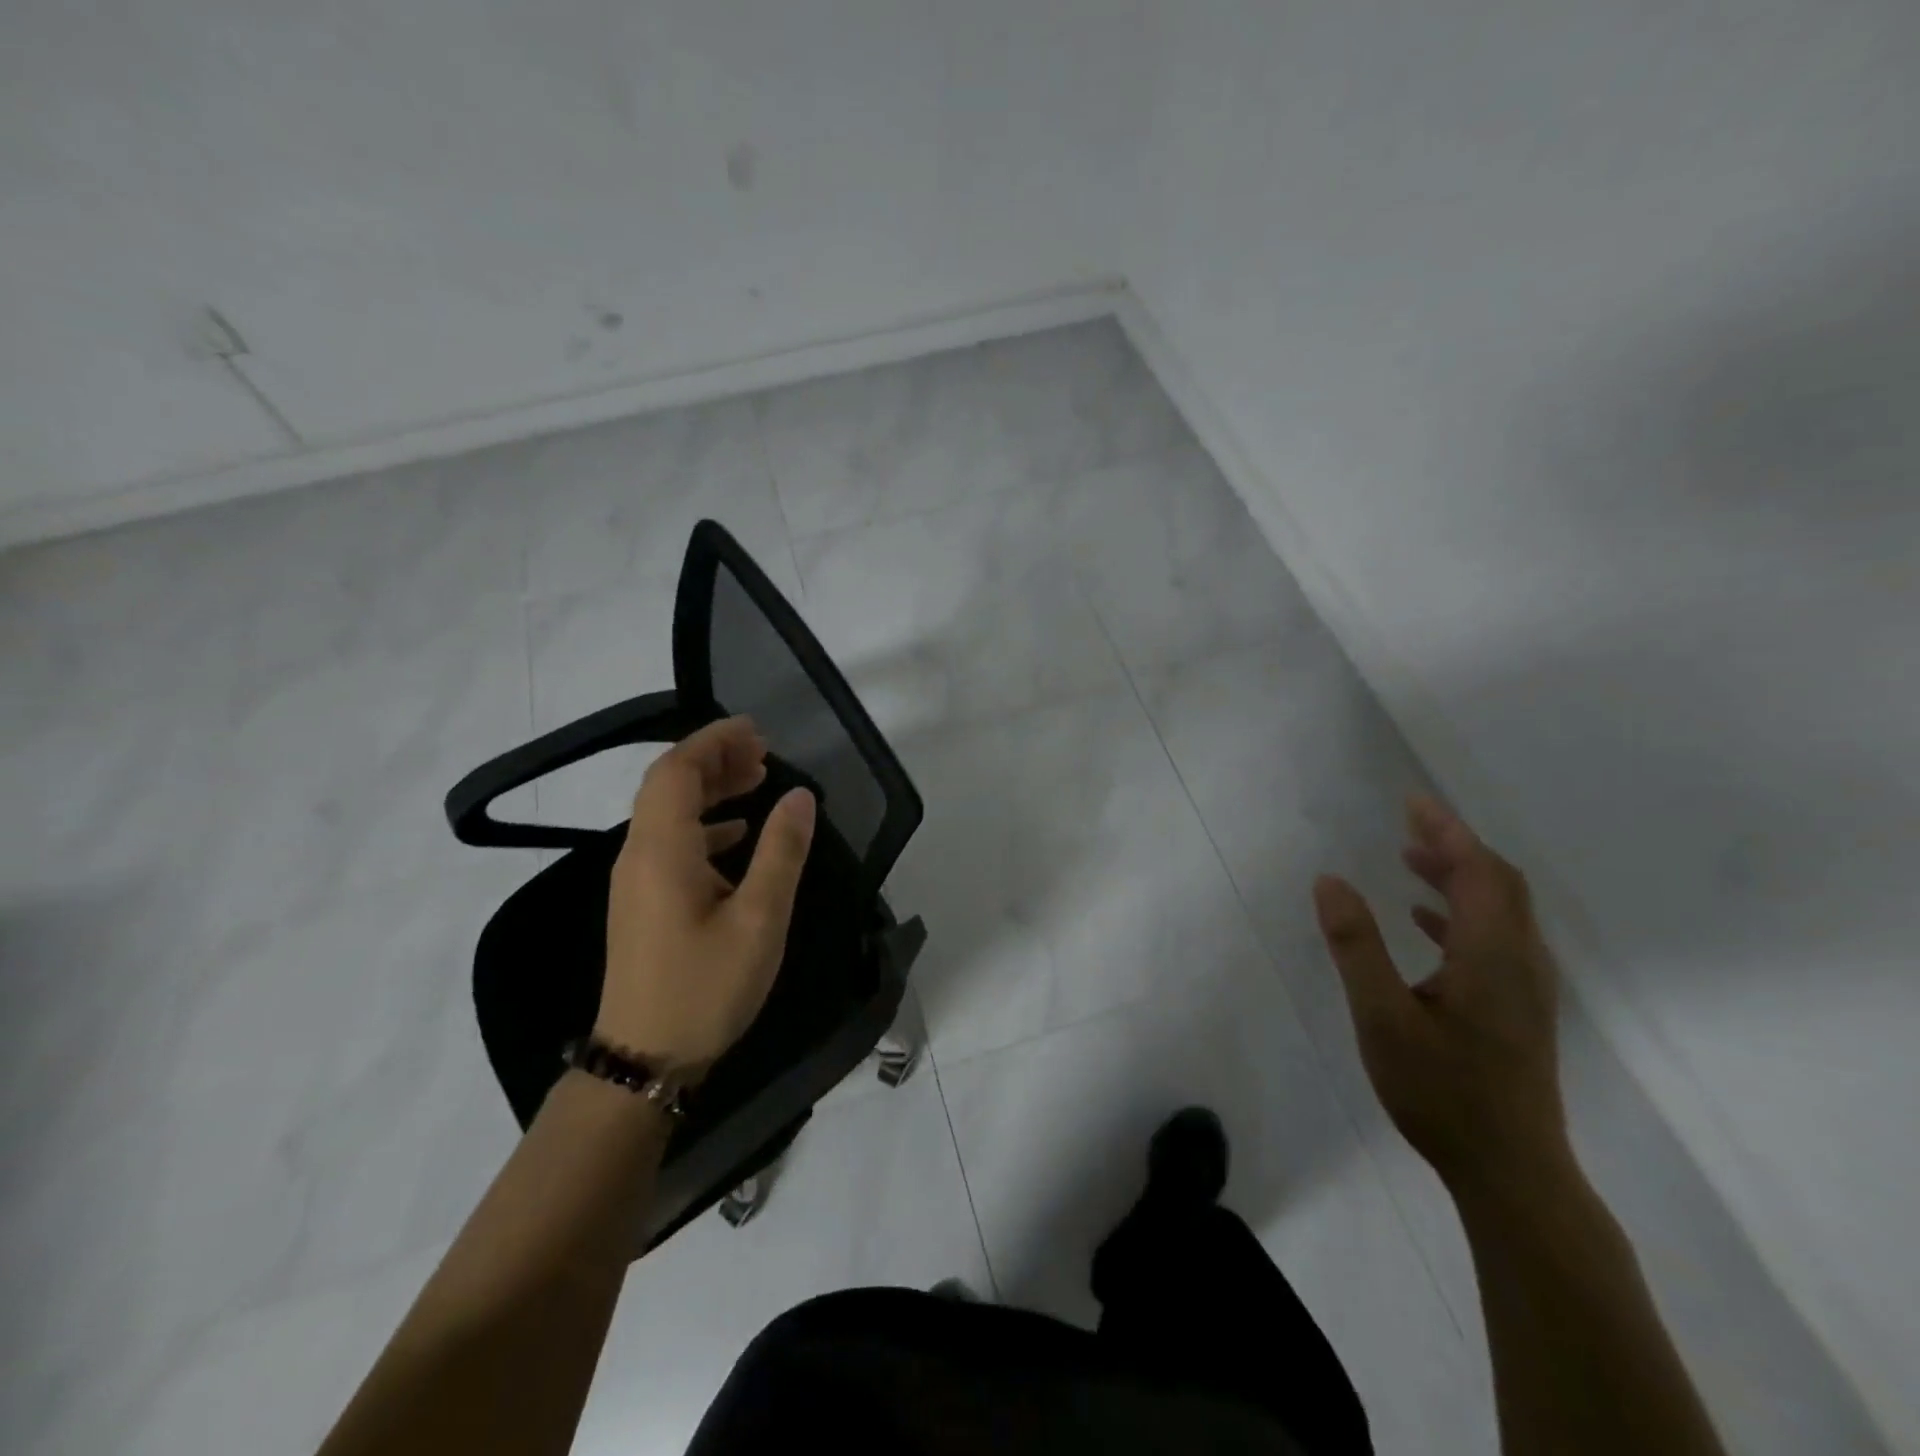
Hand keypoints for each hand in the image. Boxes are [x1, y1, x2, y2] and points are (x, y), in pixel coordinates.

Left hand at [596, 716, 816, 1075]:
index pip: (677, 770)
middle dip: (714, 759)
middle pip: (668, 785)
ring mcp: (636, 880)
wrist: (644, 1060)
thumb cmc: (705, 987)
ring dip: (709, 789)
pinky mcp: (642, 902)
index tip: (756, 730)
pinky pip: (670, 841)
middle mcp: (639, 854)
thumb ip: (781, 852)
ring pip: (668, 812)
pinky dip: (704, 824)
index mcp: (662, 849)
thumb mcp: (759, 919)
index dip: (713, 740)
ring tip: (757, 781)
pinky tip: (737, 835)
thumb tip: (800, 796)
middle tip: (764, 753)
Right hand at [1313, 795, 1565, 1190]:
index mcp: (1492, 954)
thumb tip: (1329, 881)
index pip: (1477, 870)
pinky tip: (1423, 921)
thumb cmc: (1442, 1091)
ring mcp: (1526, 987)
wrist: (1512, 1172)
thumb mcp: (1381, 1016)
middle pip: (1498, 883)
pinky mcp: (1519, 1009)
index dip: (1446, 830)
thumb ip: (1355, 945)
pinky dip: (1461, 913)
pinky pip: (1495, 938)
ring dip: (1459, 876)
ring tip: (1410, 859)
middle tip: (1408, 822)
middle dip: (1455, 845)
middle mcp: (1520, 960)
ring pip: (1500, 910)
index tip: (1412, 801)